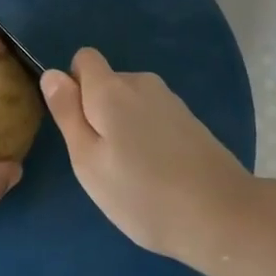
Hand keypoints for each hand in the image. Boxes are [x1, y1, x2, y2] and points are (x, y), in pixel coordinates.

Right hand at [41, 47, 253, 275]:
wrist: (223, 216)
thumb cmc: (142, 193)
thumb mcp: (88, 160)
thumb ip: (67, 112)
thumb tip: (52, 73)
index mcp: (111, 88)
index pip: (83, 59)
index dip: (74, 87)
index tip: (80, 127)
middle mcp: (141, 83)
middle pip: (107, 82)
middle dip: (98, 111)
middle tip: (104, 160)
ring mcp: (170, 101)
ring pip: (130, 102)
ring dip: (123, 126)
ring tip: (133, 172)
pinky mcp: (190, 120)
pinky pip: (153, 117)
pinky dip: (148, 136)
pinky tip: (159, 173)